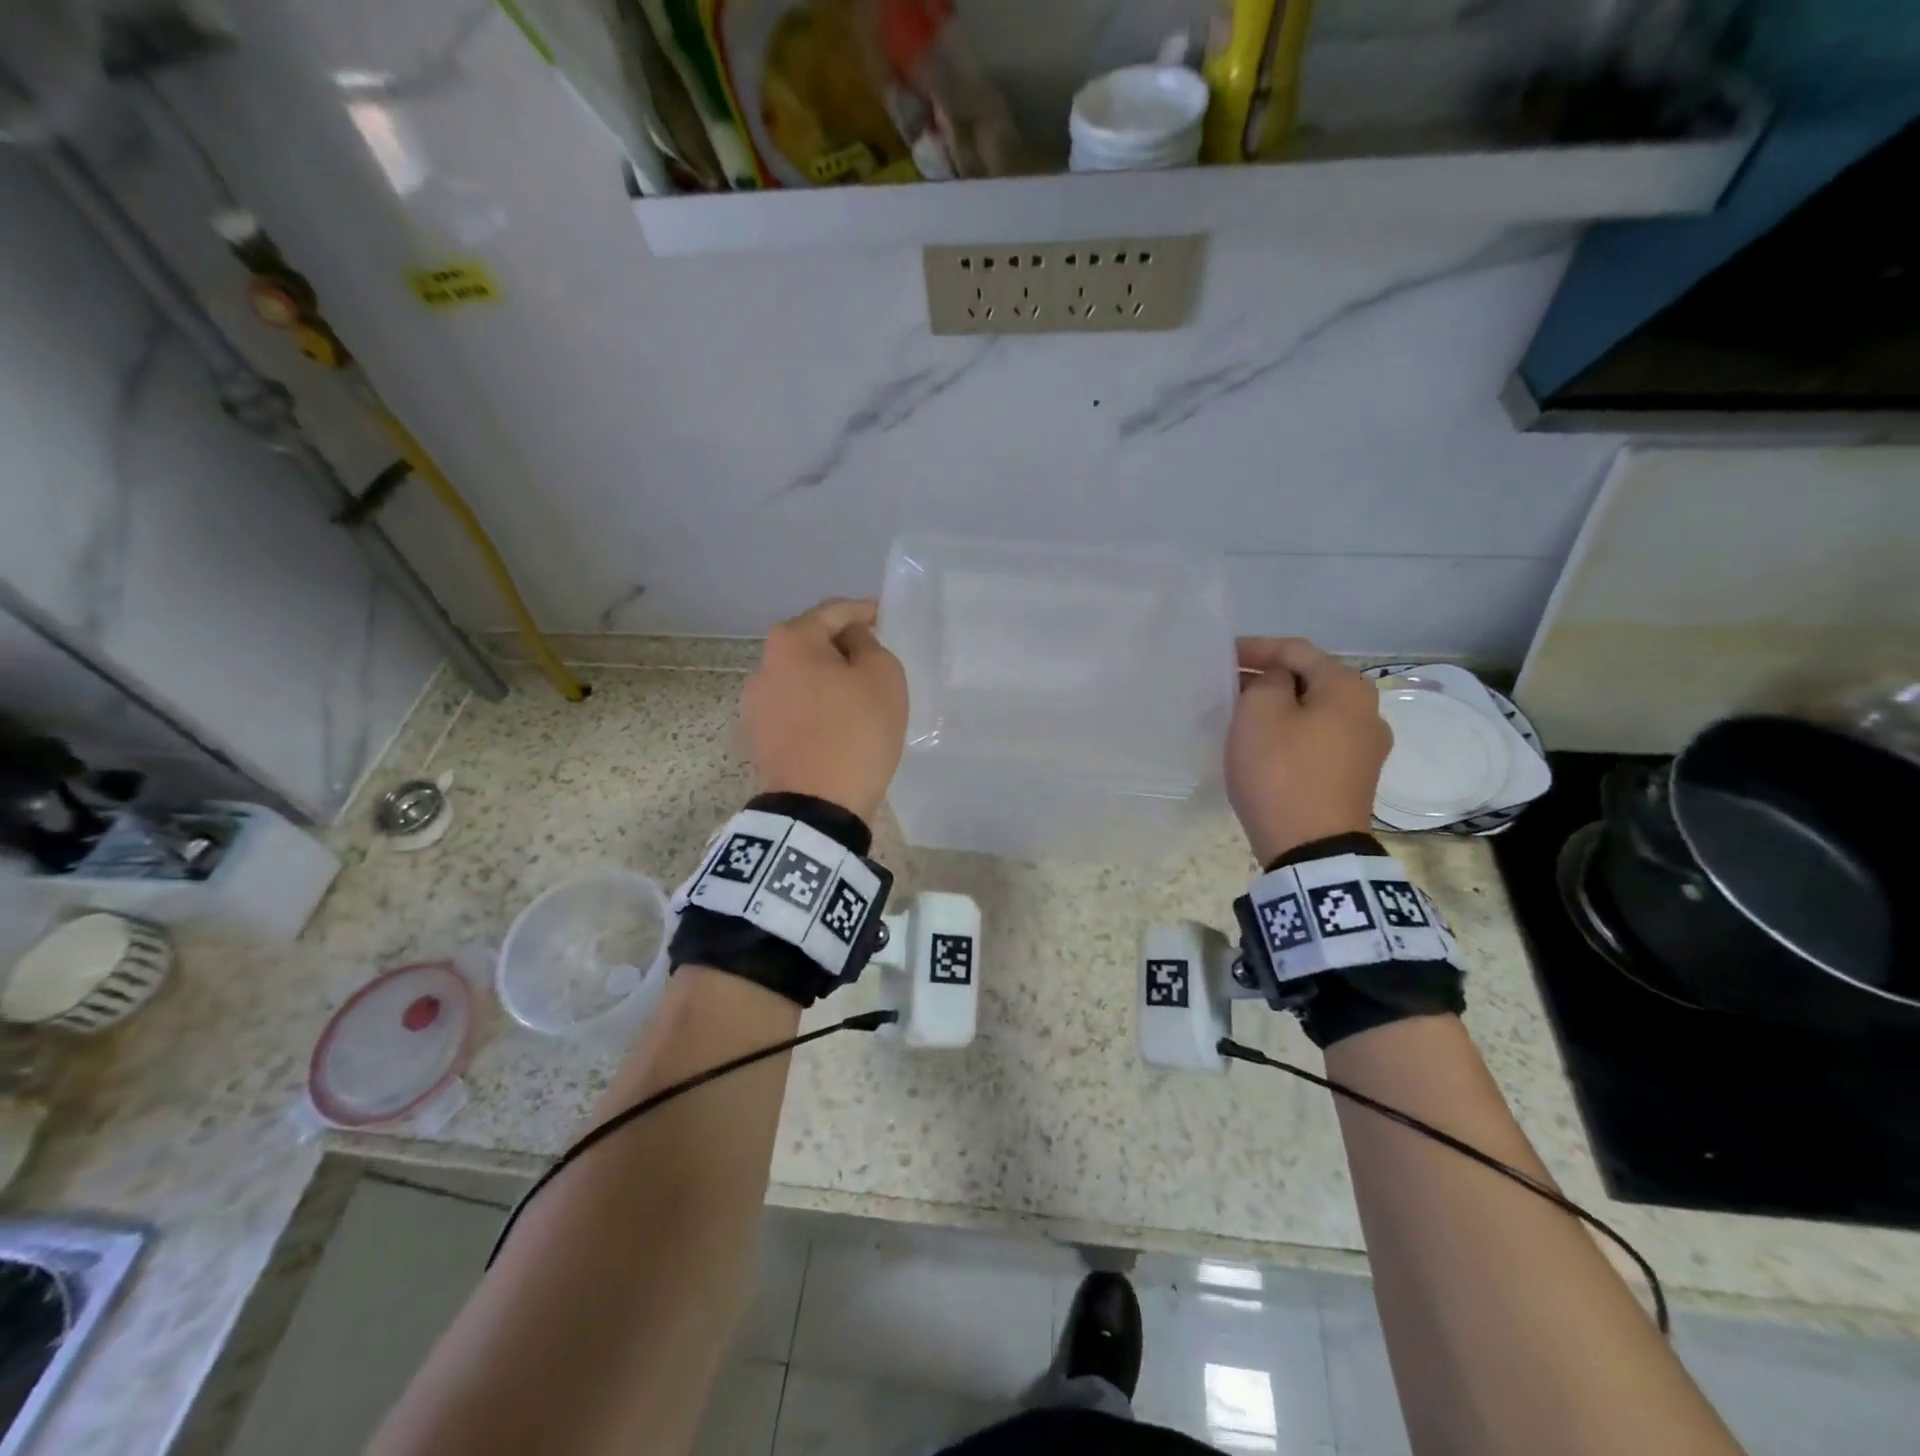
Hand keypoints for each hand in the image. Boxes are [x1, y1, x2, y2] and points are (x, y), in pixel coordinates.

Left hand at [740, 598, 907, 823]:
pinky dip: (817, 706)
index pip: (833, 611)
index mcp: (790, 641)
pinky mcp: (759, 736)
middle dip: (843, 645)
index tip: (885, 614)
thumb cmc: (855, 732)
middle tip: (876, 655)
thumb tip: (850, 642)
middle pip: (811, 643)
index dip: (863, 610)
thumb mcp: (883, 677)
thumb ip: (869, 644)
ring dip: (828, 678)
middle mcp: (763, 666)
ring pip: (802, 677)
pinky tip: (838, 722)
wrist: (816, 807)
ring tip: (859, 694)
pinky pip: (795, 707)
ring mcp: (755, 704)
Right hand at [1226, 637, 1391, 863]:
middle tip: (1225, 685)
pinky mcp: (1353, 778)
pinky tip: (1263, 745)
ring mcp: (1366, 749)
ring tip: (1239, 714)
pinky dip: (1289, 733)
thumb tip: (1278, 683)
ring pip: (1313, 712)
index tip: (1220, 656)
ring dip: (1277, 707)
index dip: (1255, 648)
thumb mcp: (1259, 713)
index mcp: (1348, 688)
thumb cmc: (1281, 771)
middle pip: (1309, 680)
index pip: (1297, 650)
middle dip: (1266, 678)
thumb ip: (1266, 681)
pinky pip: (1317, 740)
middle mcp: (1368, 712)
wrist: (1311, 848)